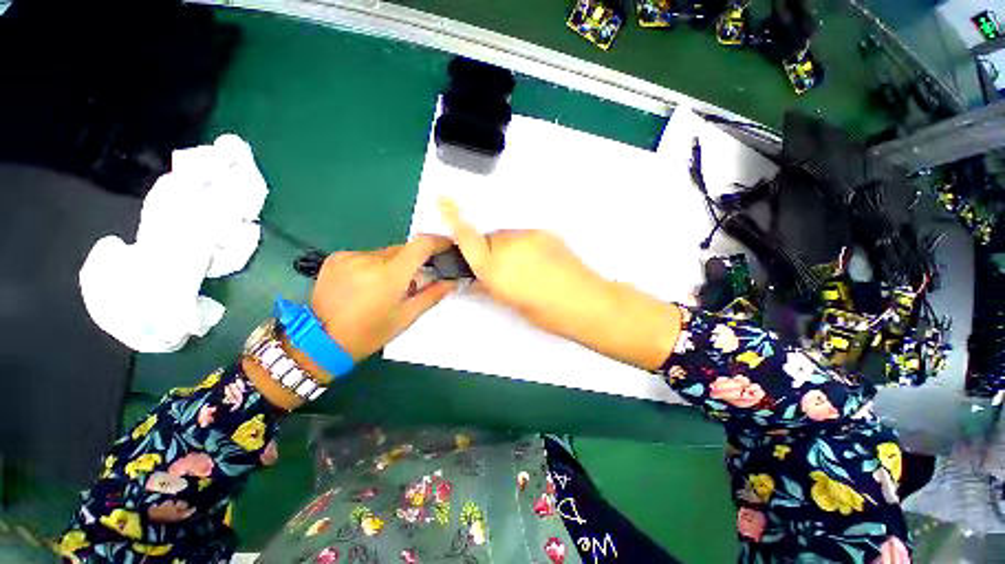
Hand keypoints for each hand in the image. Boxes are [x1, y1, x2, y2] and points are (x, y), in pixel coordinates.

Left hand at [310, 235, 456, 362]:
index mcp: (391, 274)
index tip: (447, 246)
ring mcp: (350, 256)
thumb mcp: (406, 316)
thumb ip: (432, 295)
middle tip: (413, 281)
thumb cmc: (370, 332)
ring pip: (384, 253)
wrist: (320, 341)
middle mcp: (370, 258)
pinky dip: (373, 266)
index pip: (421, 244)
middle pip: (403, 249)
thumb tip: (452, 281)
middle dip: (413, 261)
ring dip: (392, 265)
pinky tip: (365, 285)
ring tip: (385, 288)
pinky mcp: (336, 258)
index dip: (438, 241)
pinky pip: (366, 256)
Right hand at [439, 198, 681, 369]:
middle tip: (503, 271)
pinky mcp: (544, 232)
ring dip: (508, 249)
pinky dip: (524, 247)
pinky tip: (538, 262)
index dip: (454, 218)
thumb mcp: (512, 304)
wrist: (586, 301)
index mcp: (495, 268)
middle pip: (489, 239)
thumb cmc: (547, 312)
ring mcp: (528, 236)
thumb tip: (475, 281)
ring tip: (526, 269)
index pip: (468, 239)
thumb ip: (489, 287)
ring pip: (507, 237)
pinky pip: (525, 237)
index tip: (444, 199)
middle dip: (489, 251)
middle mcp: (508, 246)